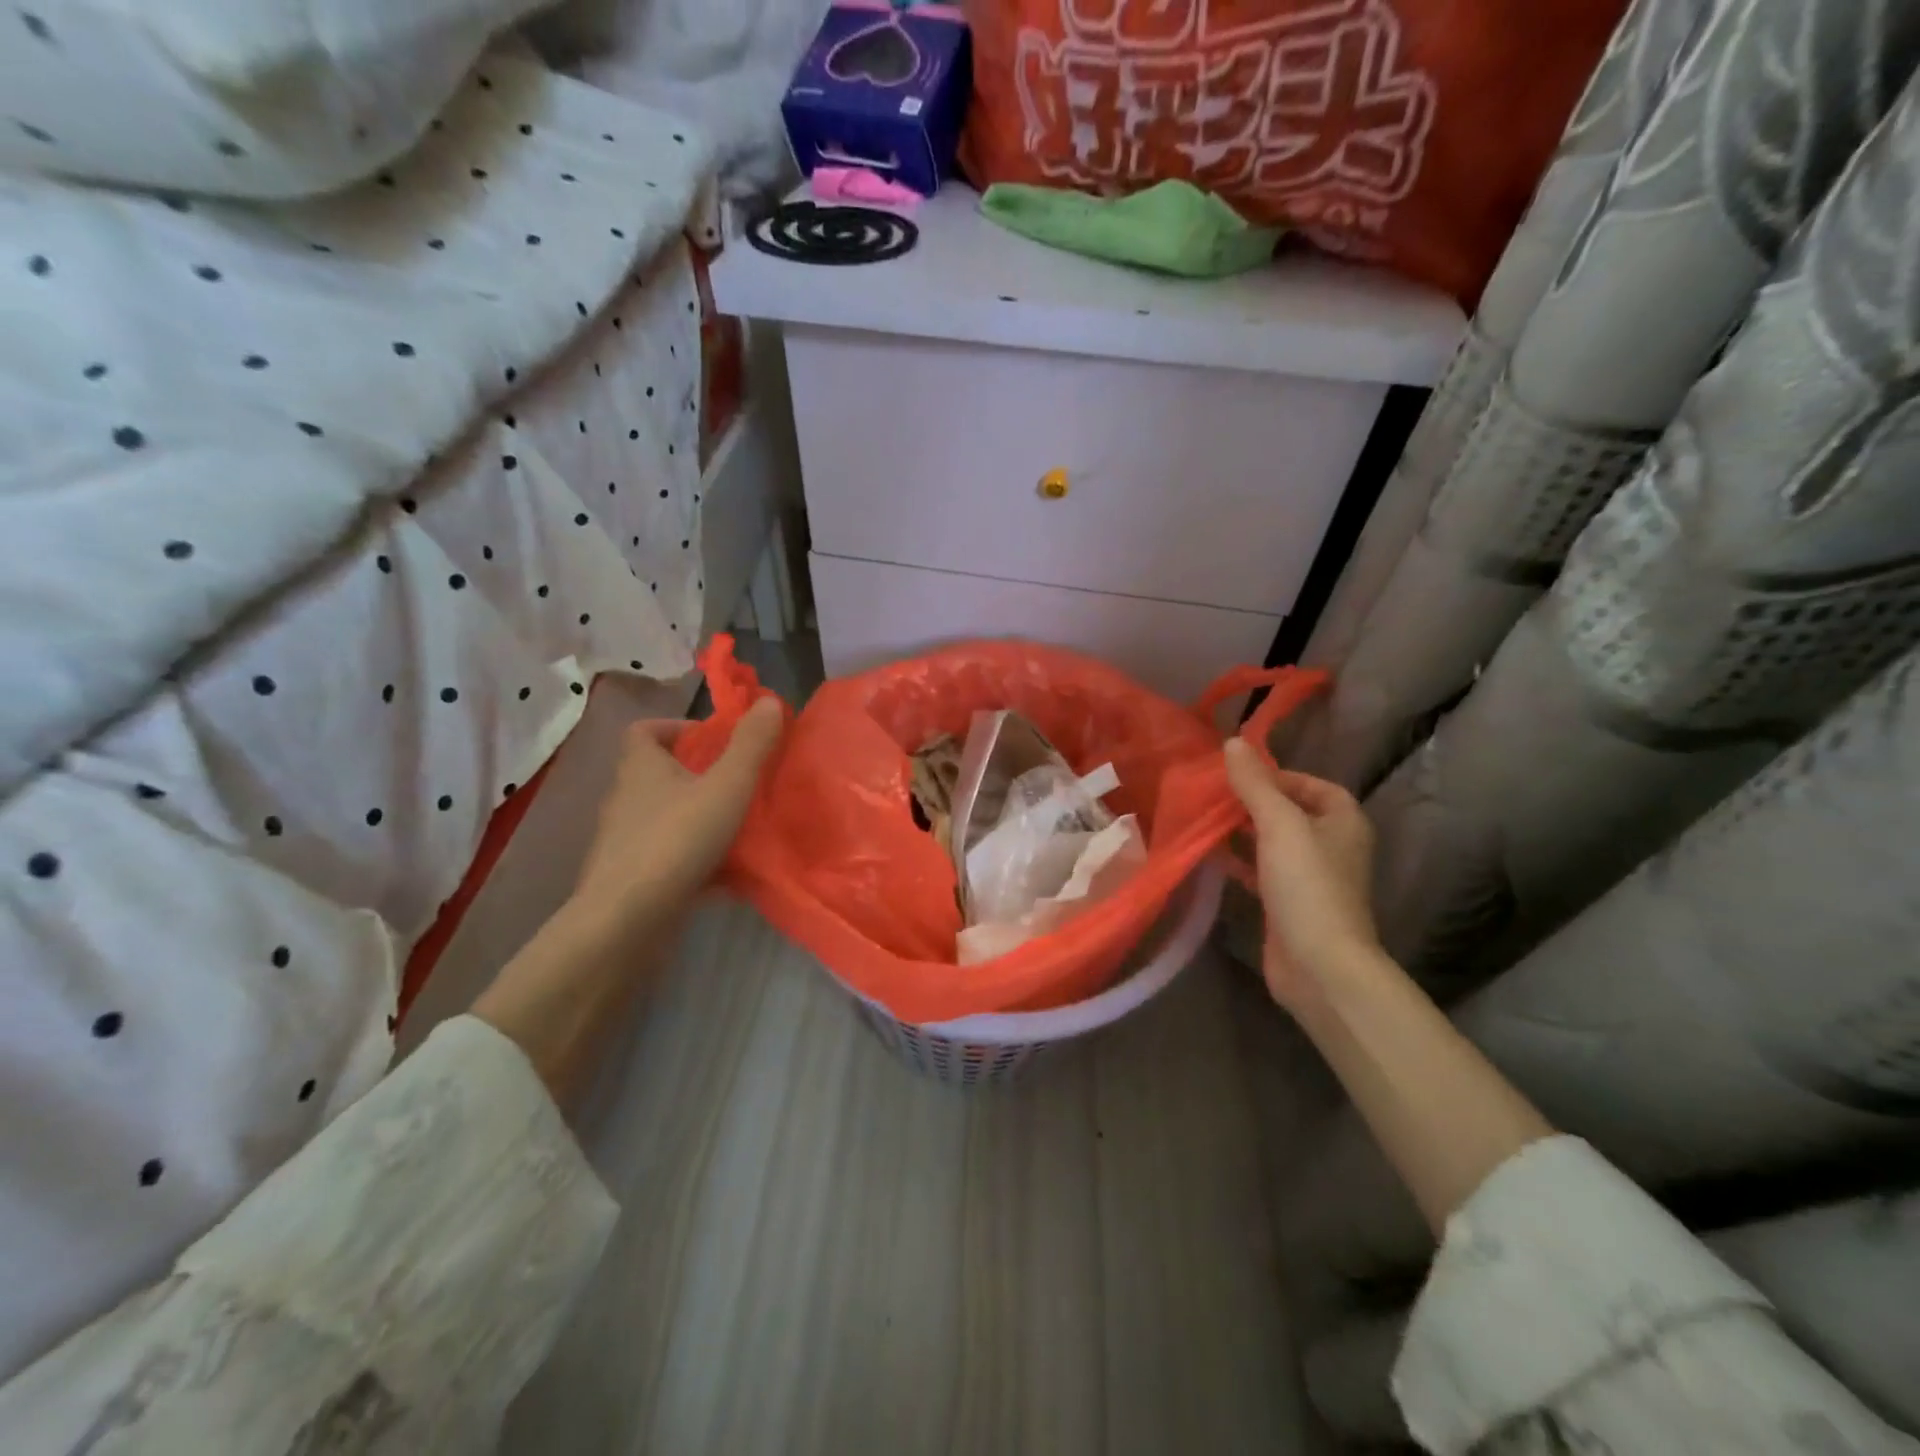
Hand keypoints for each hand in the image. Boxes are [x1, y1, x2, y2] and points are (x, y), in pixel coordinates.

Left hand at [572, 697, 783, 928]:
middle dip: (698, 774)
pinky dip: (695, 858)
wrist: (627, 921)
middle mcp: (626, 799)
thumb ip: (751, 745)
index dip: (677, 727)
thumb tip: (768, 701)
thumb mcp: (727, 786)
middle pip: (658, 774)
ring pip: (665, 817)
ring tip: (740, 827)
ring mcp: (625, 842)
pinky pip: (668, 857)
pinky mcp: (632, 878)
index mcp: (640, 768)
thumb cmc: (677, 840)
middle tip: (739, 782)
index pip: (644, 730)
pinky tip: (727, 874)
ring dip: (698, 817)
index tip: (713, 739)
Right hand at [1223, 738, 1379, 1011]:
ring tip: (1203, 821)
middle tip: (1211, 796)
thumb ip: (1255, 784)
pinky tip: (1210, 857)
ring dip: (1241, 833)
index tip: (1238, 777)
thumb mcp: (1279, 824)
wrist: (1320, 966)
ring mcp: (1310, 879)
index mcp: (1342, 821)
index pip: (1311, 785)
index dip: (1277, 777)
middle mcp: (1331, 846)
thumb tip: (1233, 742)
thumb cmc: (1307, 885)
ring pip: (1271, 844)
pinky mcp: (1288, 906)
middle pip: (1288, 813)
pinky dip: (1239, 863)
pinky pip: (1261, 873)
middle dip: (1251, 804)